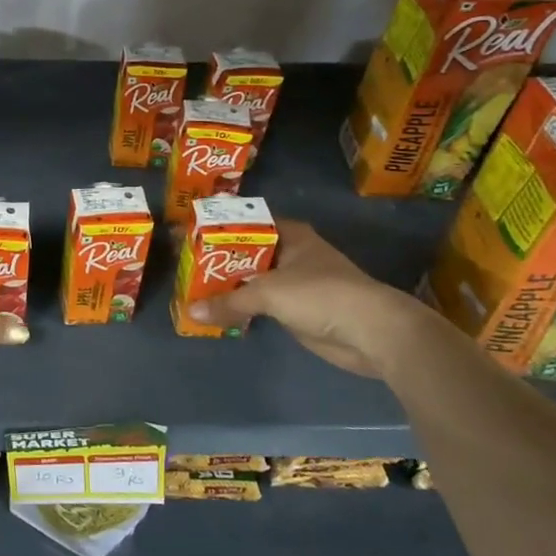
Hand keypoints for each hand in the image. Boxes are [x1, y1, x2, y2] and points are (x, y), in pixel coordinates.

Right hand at [188, 219, 448, 381]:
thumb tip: (191, 311)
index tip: (186, 235)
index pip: (243, 223)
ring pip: (253, 279)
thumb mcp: (269, 293)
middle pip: (246, 252)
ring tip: (193, 289)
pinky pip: (261, 304)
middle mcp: (291, 252)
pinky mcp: (298, 309)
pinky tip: (218, 312)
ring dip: (229, 286)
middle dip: (217, 260)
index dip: (215, 228)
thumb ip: (229, 300)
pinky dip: (242, 307)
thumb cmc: (320, 294)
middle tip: (183, 265)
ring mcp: (295, 282)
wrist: (372, 332)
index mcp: (288, 234)